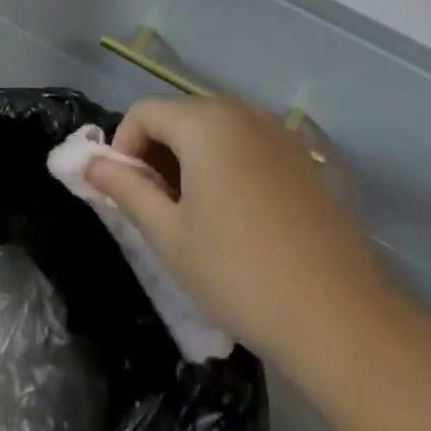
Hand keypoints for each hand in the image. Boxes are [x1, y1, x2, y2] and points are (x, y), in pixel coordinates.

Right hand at [84, 96, 394, 368]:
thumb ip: (125, 189)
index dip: (123, 148)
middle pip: (181, 115)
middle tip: (157, 208)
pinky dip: (228, 164)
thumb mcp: (169, 235)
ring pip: (216, 130)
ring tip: (195, 214)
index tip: (127, 195)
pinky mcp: (305, 158)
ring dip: (192, 159)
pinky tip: (238, 216)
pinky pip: (249, 144)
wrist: (342, 318)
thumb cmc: (240, 274)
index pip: (144, 113)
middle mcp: (242, 111)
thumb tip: (88, 163)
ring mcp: (279, 132)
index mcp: (204, 122)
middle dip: (157, 152)